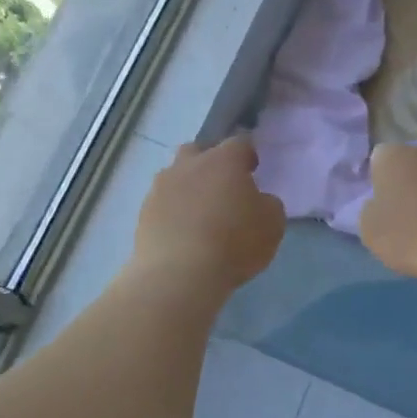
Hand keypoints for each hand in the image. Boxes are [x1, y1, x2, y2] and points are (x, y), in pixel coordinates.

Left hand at [131, 135, 284, 295]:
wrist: (179, 274)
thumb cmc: (234, 243)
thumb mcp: (272, 224)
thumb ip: (267, 204)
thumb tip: (257, 200)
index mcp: (223, 160)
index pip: (239, 143)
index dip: (247, 154)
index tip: (252, 169)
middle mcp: (188, 165)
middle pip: (198, 151)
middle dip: (209, 163)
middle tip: (221, 187)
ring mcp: (161, 187)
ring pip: (175, 176)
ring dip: (187, 187)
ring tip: (198, 213)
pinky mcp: (144, 212)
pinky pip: (162, 202)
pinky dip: (172, 211)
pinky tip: (181, 232)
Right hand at [358, 143, 416, 282]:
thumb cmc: (410, 236)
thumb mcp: (370, 229)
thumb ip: (372, 208)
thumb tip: (382, 202)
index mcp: (394, 156)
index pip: (380, 160)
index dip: (380, 182)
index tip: (384, 207)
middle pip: (414, 164)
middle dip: (411, 183)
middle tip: (410, 216)